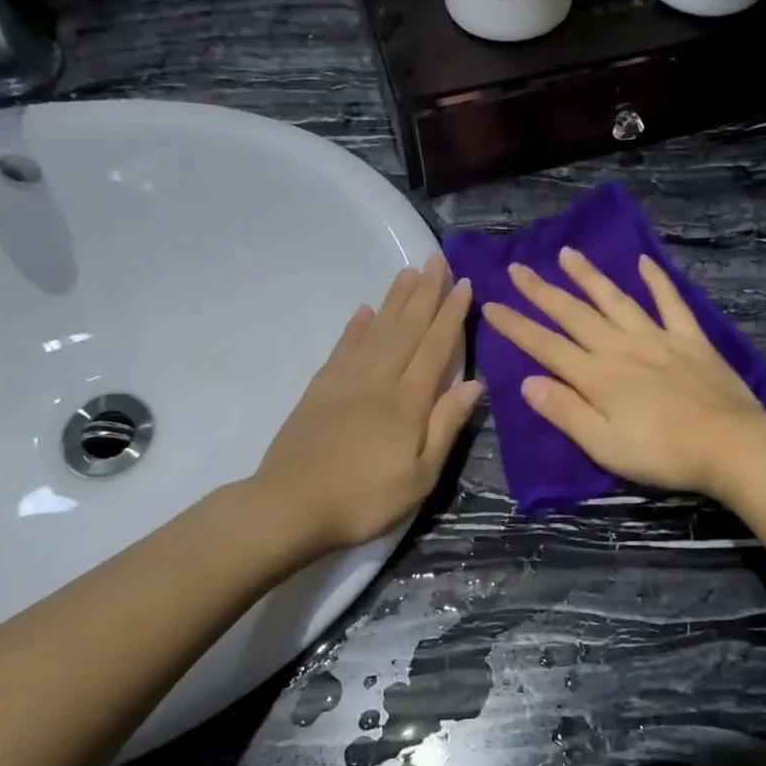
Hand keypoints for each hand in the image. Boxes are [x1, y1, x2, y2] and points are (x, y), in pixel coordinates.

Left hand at [255, 255, 480, 553]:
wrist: (290, 506)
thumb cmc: (365, 498)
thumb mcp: (420, 475)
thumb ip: (446, 426)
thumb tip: (474, 383)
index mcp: (408, 401)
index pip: (436, 347)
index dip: (451, 315)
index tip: (463, 284)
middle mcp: (379, 379)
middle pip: (407, 328)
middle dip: (425, 292)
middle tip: (437, 259)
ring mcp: (346, 381)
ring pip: (377, 330)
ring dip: (395, 299)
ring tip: (409, 271)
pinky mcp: (320, 389)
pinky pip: (343, 348)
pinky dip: (356, 327)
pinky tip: (365, 310)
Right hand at [481, 247, 765, 498]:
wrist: (730, 445)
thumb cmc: (662, 453)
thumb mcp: (604, 444)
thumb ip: (565, 411)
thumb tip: (527, 382)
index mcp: (597, 376)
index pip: (546, 346)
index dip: (517, 326)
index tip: (492, 304)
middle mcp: (621, 348)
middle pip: (575, 315)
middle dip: (543, 292)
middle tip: (518, 268)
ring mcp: (658, 338)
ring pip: (616, 300)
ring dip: (589, 276)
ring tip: (567, 254)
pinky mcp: (691, 340)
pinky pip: (670, 302)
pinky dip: (657, 281)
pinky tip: (644, 262)